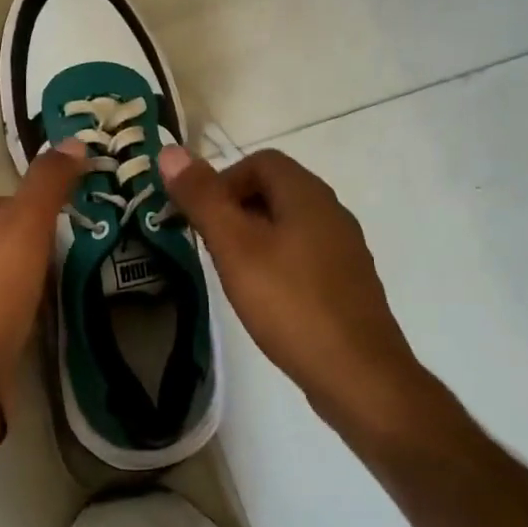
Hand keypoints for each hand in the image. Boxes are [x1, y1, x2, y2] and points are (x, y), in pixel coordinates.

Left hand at [0, 141, 87, 407]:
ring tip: (51, 290)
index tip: (56, 227)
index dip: (29, 208)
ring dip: (24, 276)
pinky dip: (15, 306)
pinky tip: (32, 318)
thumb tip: (76, 141)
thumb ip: (49, 182)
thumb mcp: (26, 224)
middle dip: (29, 244)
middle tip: (58, 259)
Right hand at [159, 145, 419, 429]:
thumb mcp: (235, 247)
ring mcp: (344, 249)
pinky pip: (303, 254)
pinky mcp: (347, 283)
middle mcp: (332, 212)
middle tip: (209, 245)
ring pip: (288, 224)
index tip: (200, 217)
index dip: (222, 179)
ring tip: (231, 272)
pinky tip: (265, 297)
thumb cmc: (290, 303)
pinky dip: (276, 262)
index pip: (260, 161)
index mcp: (308, 195)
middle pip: (275, 190)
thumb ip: (203, 198)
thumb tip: (170, 151)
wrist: (357, 374)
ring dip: (254, 236)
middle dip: (235, 208)